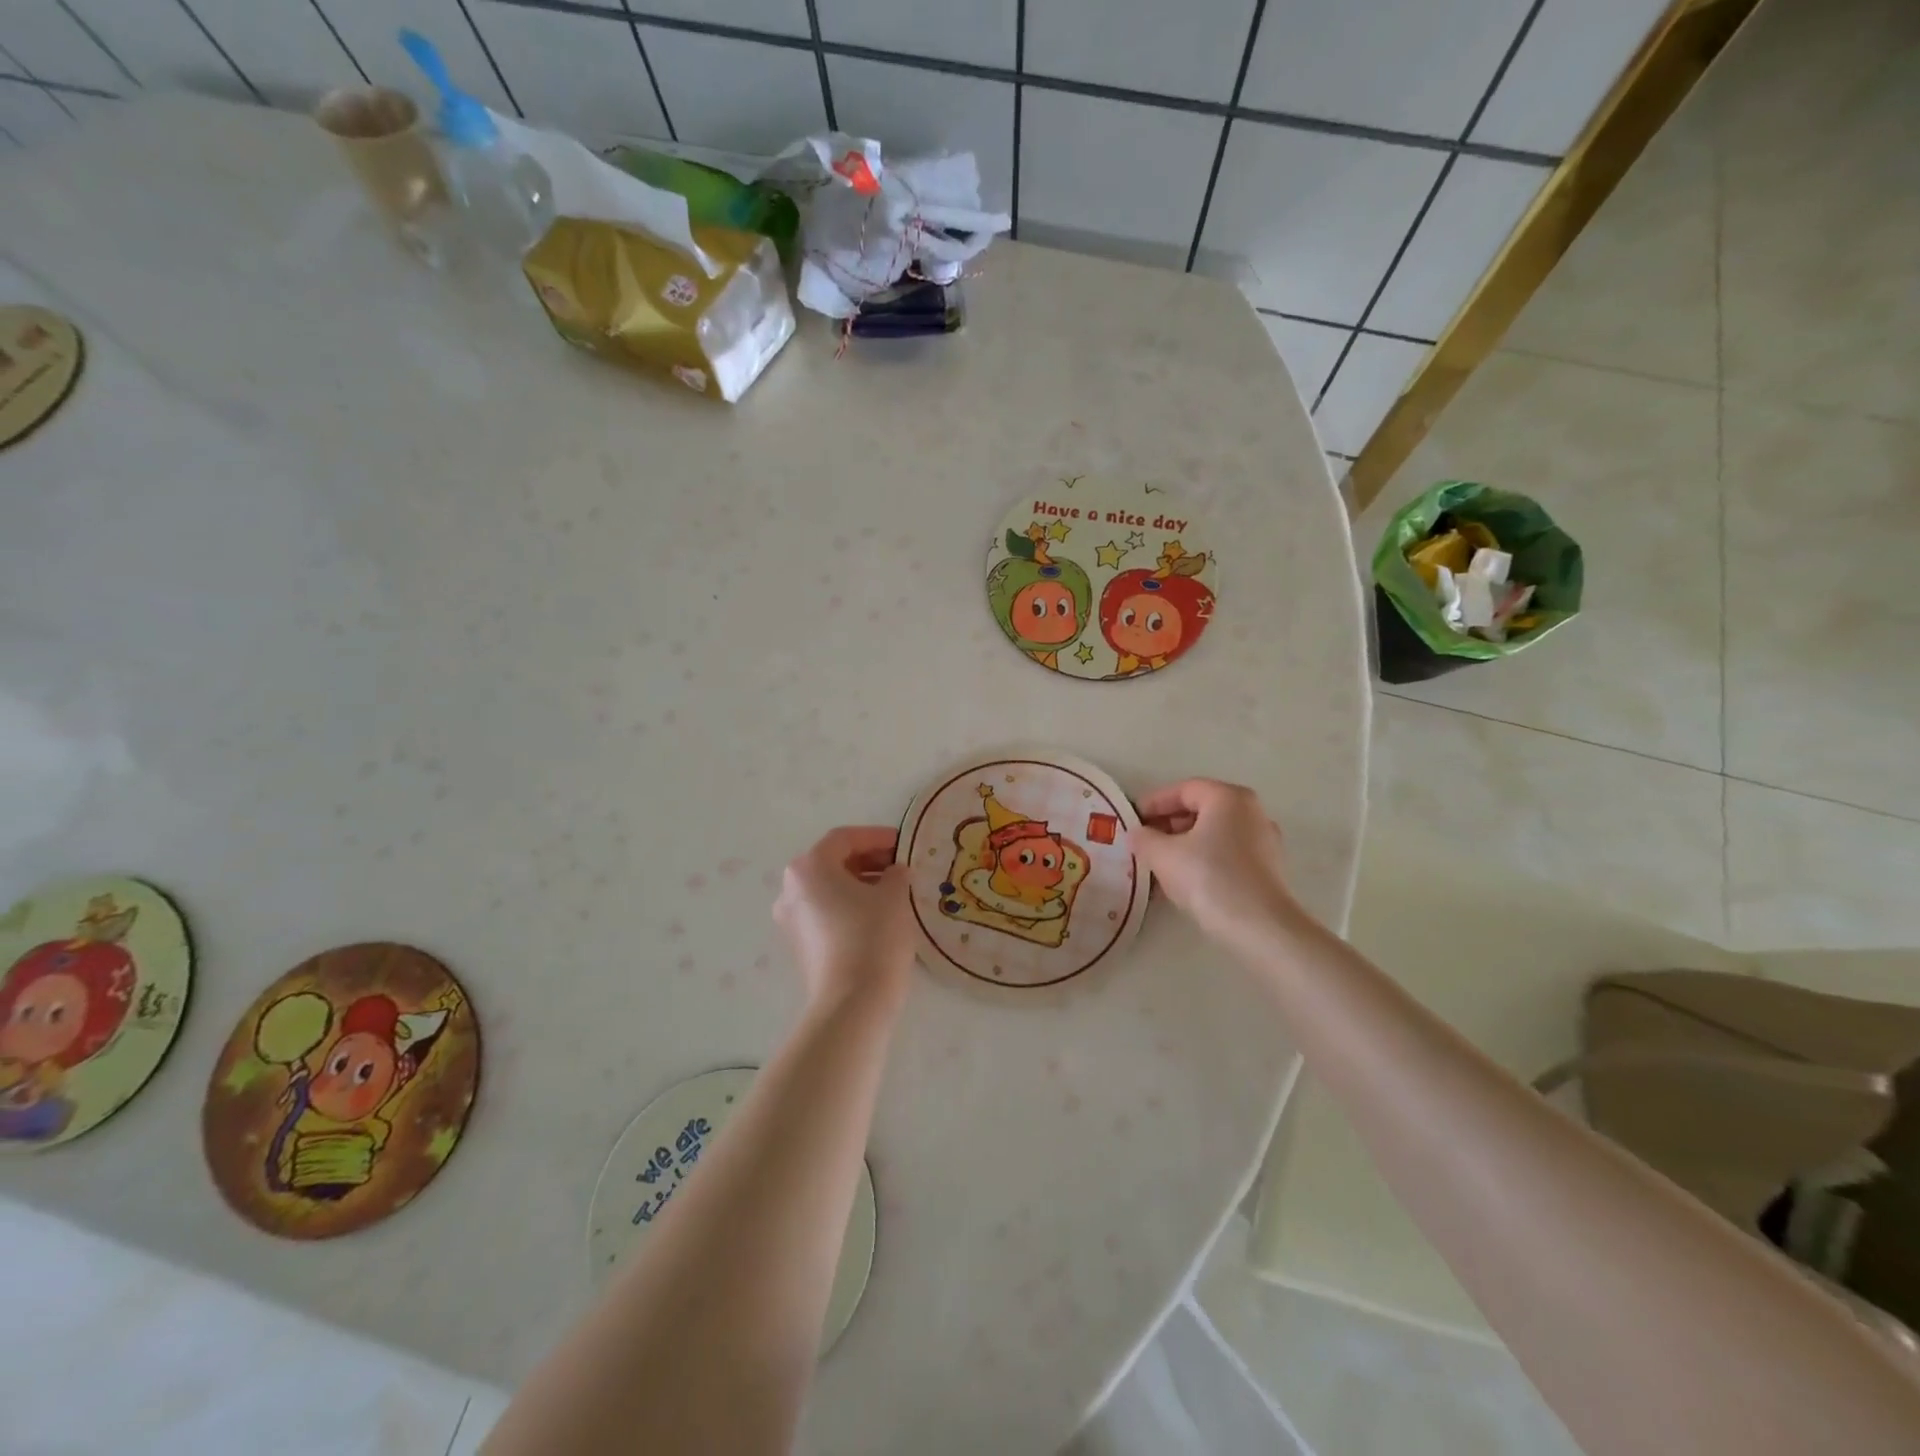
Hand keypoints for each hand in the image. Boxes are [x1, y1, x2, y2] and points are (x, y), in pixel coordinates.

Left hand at [773, 826, 915, 1013]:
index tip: (903, 844)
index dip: (877, 837)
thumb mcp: (894, 896)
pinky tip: (878, 917)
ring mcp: (791, 920)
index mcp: (809, 868)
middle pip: (833, 862)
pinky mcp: (800, 946)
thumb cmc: (872, 936)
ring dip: (861, 884)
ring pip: (829, 889)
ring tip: (895, 892)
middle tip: (901, 867)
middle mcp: (791, 889)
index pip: (844, 839)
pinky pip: (826, 913)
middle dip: (869, 860)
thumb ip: (896, 873)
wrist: (852, 1003)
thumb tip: (895, 873)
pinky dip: (850, 906)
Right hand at [1130, 779, 1303, 946]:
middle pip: (1201, 809)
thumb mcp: (1163, 855)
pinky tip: (1185, 881)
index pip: (1183, 789)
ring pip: (1214, 834)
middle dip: (1168, 825)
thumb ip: (1144, 839)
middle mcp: (1252, 811)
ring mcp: (1264, 841)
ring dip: (1184, 845)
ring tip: (1159, 864)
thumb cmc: (1209, 878)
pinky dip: (1204, 859)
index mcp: (1228, 797)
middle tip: (1144, 842)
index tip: (1132, 820)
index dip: (1153, 802)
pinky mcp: (1268, 869)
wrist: (1260, 927)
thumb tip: (1137, 834)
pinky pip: (1227, 854)